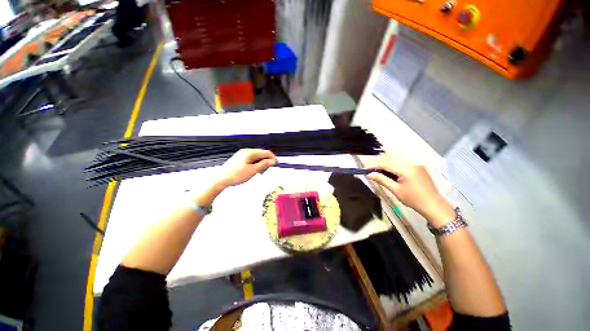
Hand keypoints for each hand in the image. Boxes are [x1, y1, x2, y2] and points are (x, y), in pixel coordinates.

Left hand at [217, 149, 276, 187]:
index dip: (272, 158)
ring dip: (261, 163)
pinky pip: (251, 159)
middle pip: (261, 154)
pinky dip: (255, 164)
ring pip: (256, 157)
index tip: (276, 164)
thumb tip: (273, 161)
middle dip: (266, 161)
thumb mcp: (253, 170)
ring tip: (260, 172)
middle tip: (267, 170)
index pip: (266, 152)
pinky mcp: (239, 159)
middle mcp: (246, 151)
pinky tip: (254, 170)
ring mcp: (242, 155)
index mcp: (250, 152)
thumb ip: (264, 164)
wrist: (221, 179)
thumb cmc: (236, 175)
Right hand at [366, 154, 454, 225]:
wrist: (434, 205)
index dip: (374, 165)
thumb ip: (382, 180)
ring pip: (397, 158)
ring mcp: (416, 164)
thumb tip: (369, 175)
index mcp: (406, 169)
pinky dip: (394, 165)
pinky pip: (402, 162)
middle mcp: (412, 163)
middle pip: (391, 157)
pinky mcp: (418, 167)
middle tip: (371, 170)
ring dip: (386, 163)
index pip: (386, 163)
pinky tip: (390, 172)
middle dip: (379, 162)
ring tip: (379, 171)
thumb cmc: (414, 200)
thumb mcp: (396, 190)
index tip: (365, 169)